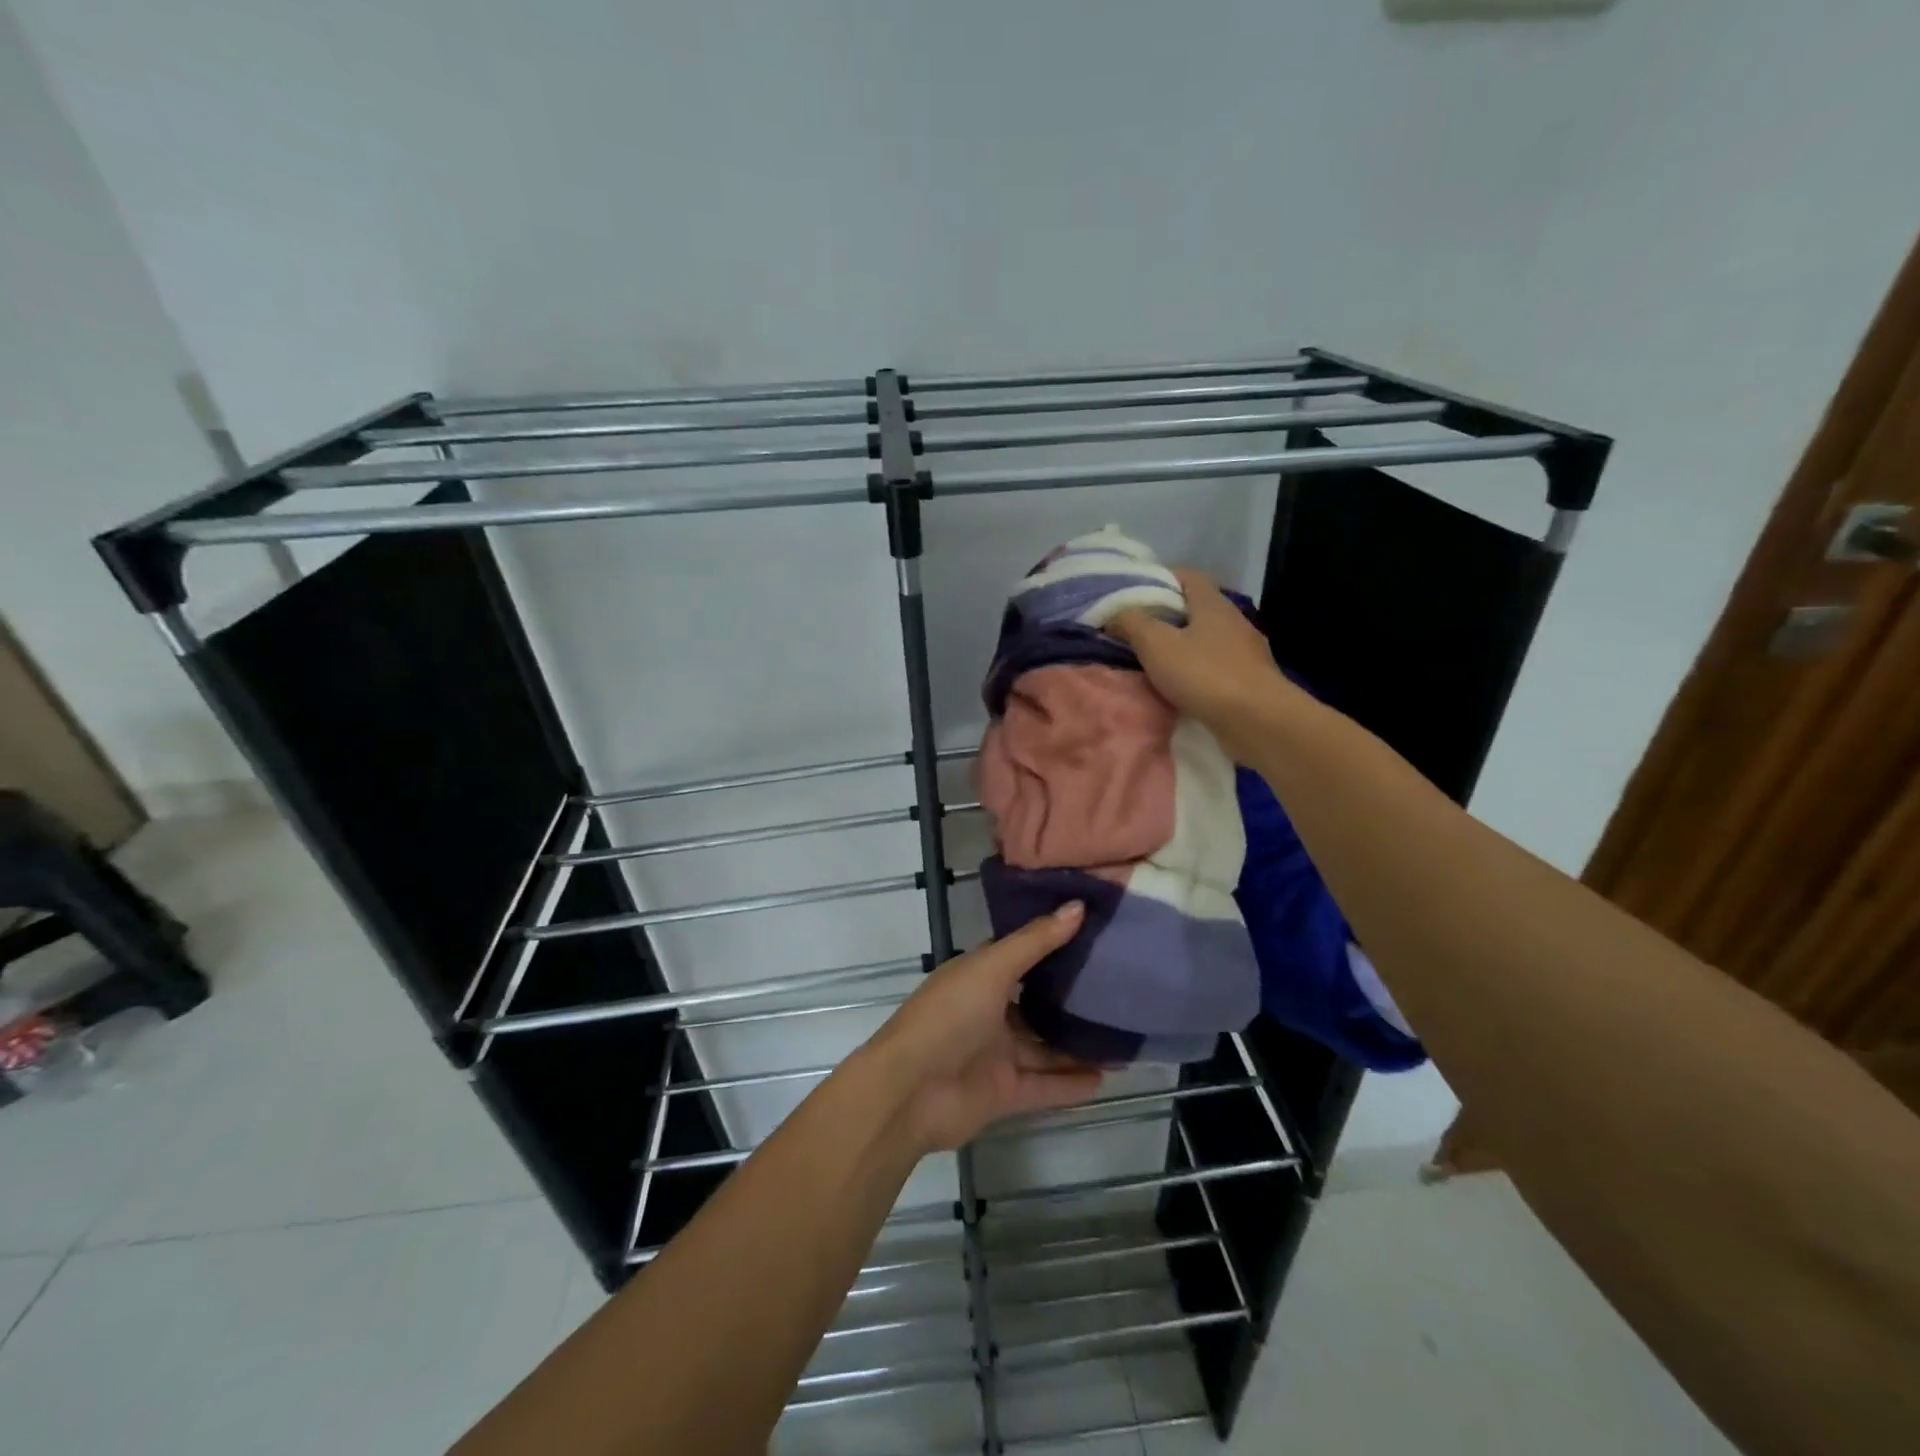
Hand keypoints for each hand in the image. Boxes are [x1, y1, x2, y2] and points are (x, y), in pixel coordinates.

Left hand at [862, 903, 1102, 1152]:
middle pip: (1037, 1004)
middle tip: (1120, 989)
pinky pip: (1046, 1085)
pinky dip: (1072, 1083)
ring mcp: (997, 1054)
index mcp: (979, 976)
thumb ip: (1036, 941)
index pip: (1022, 955)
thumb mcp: (991, 969)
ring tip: (1124, 1036)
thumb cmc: (948, 1016)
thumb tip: (1078, 906)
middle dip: (1072, 1000)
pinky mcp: (1005, 1093)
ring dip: (1078, 1045)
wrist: (910, 1092)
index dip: (1054, 945)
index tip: (1096, 935)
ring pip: (1045, 1047)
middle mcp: (989, 1012)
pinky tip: (1108, 1077)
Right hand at [1108, 568, 1300, 758]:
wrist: (1258, 720)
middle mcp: (1234, 621)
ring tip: (1155, 663)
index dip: (1160, 579)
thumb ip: (1132, 623)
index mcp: (1213, 603)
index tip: (1135, 595)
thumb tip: (1114, 612)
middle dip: (1167, 617)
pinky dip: (1198, 673)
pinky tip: (1182, 689)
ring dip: (1183, 648)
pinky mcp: (1251, 681)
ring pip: (1208, 640)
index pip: (1187, 576)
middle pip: (1197, 608)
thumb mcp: (1156, 644)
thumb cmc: (1204, 674)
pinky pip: (1217, 668)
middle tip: (1137, 632)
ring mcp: (1246, 652)